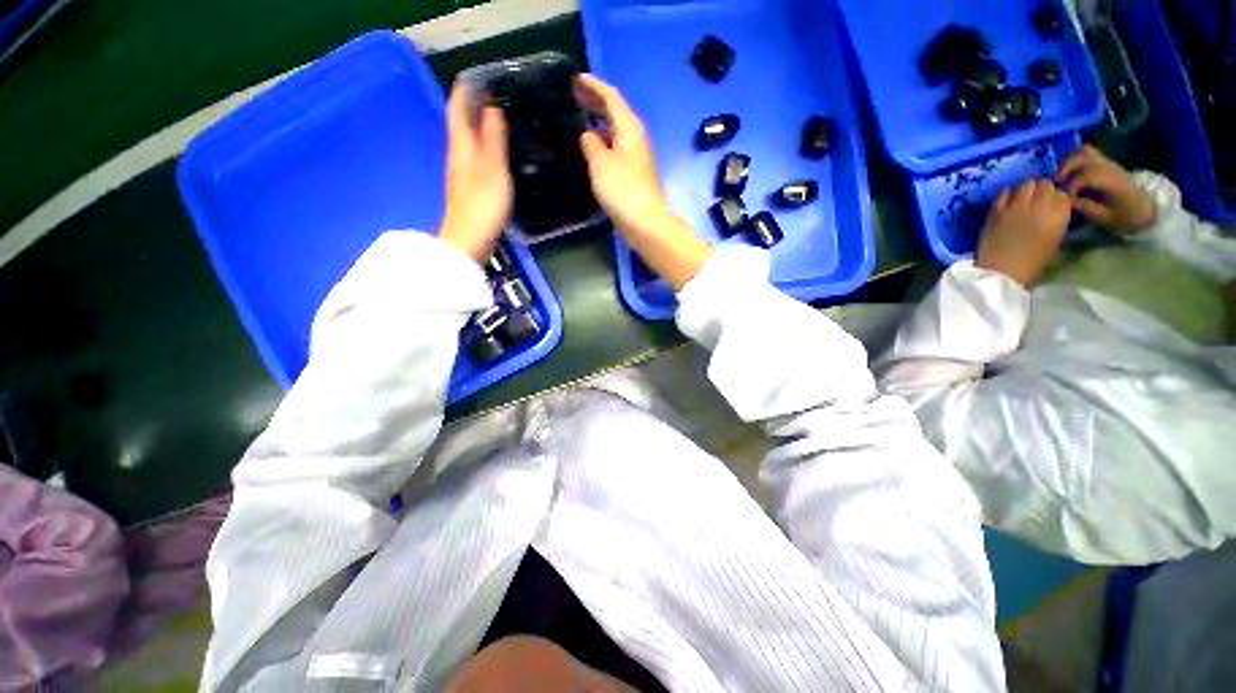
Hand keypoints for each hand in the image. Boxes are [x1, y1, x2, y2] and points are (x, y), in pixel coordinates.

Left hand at [439, 81, 512, 263]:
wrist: (470, 241)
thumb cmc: (483, 205)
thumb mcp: (494, 169)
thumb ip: (493, 139)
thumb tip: (491, 108)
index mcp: (462, 146)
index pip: (458, 109)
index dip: (464, 90)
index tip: (477, 76)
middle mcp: (458, 155)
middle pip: (461, 123)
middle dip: (472, 105)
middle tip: (493, 93)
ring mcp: (462, 174)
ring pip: (468, 140)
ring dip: (478, 126)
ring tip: (497, 117)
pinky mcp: (470, 189)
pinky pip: (476, 158)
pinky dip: (484, 147)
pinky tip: (495, 151)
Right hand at [573, 74, 673, 235]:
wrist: (644, 221)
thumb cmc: (622, 189)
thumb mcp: (600, 163)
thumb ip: (591, 144)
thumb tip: (589, 135)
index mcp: (629, 128)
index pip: (611, 97)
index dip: (593, 86)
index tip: (576, 79)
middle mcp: (635, 138)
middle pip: (616, 112)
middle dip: (596, 101)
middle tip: (576, 95)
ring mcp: (637, 156)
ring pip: (617, 130)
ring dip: (600, 121)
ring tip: (582, 118)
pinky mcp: (634, 173)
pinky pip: (617, 147)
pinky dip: (604, 141)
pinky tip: (594, 148)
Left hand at [976, 180, 1071, 287]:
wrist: (1003, 271)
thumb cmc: (1033, 261)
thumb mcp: (1055, 239)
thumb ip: (1057, 219)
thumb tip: (1054, 208)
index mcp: (1059, 215)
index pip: (1063, 194)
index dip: (1056, 197)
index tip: (1050, 204)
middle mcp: (1041, 205)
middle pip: (1045, 185)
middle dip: (1042, 190)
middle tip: (1036, 199)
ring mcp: (1017, 206)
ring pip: (1026, 184)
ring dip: (1025, 189)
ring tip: (1022, 198)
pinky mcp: (997, 210)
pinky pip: (1004, 192)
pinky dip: (1007, 194)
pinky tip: (1007, 203)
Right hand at [1055, 145, 1156, 234]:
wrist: (1145, 209)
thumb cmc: (1125, 217)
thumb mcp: (1105, 218)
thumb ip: (1085, 207)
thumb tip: (1066, 200)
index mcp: (1113, 182)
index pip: (1087, 176)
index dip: (1071, 185)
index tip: (1064, 198)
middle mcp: (1110, 168)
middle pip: (1084, 157)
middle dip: (1066, 168)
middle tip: (1056, 182)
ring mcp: (1109, 164)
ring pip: (1085, 152)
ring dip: (1070, 162)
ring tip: (1062, 176)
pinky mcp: (1107, 165)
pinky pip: (1088, 155)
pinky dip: (1076, 162)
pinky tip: (1071, 174)